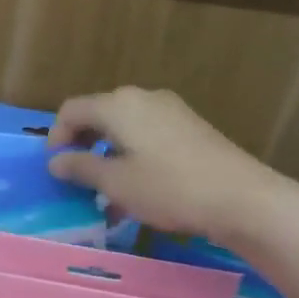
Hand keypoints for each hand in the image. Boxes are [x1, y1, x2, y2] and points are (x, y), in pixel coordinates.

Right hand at [47, 86, 298, 245]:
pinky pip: (147, 135)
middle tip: (76, 179)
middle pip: (98, 115)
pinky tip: (136, 190)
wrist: (243, 198)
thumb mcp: (115, 183)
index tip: (55, 168)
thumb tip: (56, 161)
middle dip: (82, 145)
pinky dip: (132, 156)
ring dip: (107, 155)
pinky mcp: (190, 128)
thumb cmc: (169, 188)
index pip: (71, 110)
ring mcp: (170, 111)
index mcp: (118, 105)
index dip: (55, 137)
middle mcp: (143, 98)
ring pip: (124, 127)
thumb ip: (80, 168)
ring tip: (105, 192)